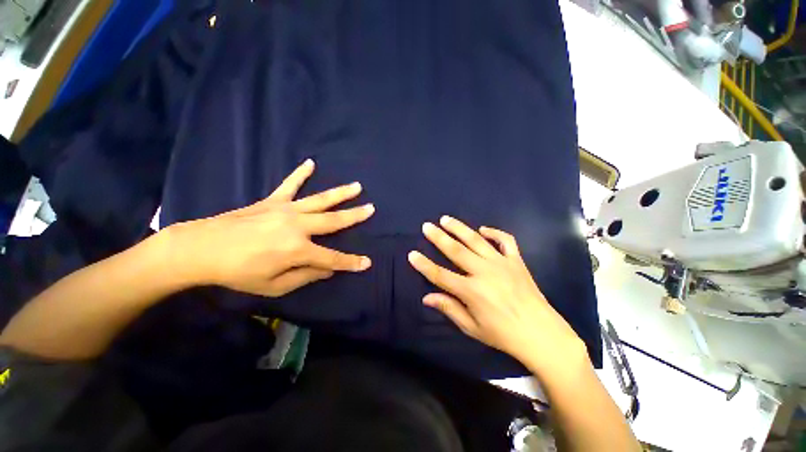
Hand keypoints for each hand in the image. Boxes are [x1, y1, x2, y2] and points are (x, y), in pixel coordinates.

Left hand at [165, 159, 373, 296]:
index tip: (367, 263)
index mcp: (298, 250)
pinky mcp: (272, 201)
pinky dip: (300, 174)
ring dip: (340, 193)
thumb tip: (328, 270)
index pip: (332, 258)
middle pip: (334, 221)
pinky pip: (289, 185)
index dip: (351, 262)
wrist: (201, 249)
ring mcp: (285, 210)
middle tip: (372, 208)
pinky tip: (311, 163)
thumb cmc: (238, 273)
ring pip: (320, 200)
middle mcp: (298, 226)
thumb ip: (305, 276)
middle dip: (355, 216)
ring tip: (357, 186)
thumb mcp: (274, 286)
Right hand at [408, 216, 585, 374]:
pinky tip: (483, 229)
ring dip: (459, 228)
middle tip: (427, 226)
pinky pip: (506, 241)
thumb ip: (449, 308)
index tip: (412, 254)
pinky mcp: (516, 261)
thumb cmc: (504, 334)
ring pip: (476, 240)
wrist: (542, 334)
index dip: (424, 265)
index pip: (440, 275)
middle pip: (456, 251)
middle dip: (438, 237)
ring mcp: (501, 263)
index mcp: (472, 291)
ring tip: (446, 219)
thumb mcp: (472, 327)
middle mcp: (484, 272)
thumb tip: (427, 297)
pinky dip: (495, 232)